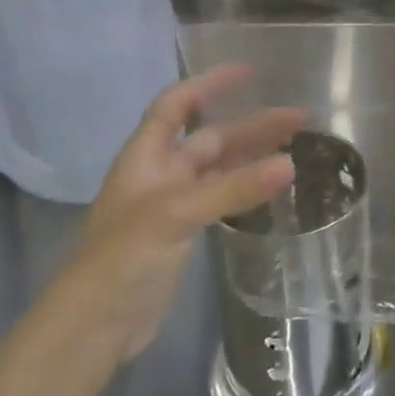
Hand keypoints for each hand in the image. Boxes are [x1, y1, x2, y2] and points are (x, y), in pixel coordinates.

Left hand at [57, 65, 304, 365]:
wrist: (95, 323)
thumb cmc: (125, 256)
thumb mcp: (178, 214)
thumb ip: (235, 188)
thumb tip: (290, 164)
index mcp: (147, 155)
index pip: (178, 103)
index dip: (210, 83)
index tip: (250, 72)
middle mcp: (161, 172)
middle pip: (211, 137)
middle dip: (252, 124)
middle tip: (299, 118)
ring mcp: (173, 204)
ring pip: (220, 168)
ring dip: (253, 155)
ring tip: (295, 147)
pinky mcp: (183, 232)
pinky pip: (222, 197)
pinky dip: (247, 187)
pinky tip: (272, 186)